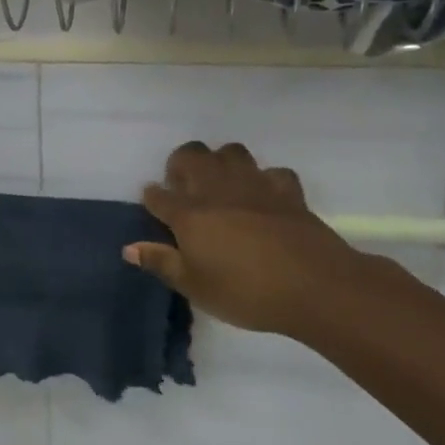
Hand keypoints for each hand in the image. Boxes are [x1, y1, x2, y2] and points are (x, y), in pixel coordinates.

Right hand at [124, 141, 402, 340]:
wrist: (316, 286)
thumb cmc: (246, 292)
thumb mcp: (195, 287)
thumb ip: (161, 263)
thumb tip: (129, 248)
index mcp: (189, 214)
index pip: (159, 196)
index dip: (152, 197)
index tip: (152, 203)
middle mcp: (217, 191)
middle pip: (192, 155)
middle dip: (181, 163)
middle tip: (184, 187)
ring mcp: (255, 186)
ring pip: (231, 152)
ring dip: (221, 161)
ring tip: (220, 184)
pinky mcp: (288, 191)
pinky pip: (272, 173)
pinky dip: (265, 180)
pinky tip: (264, 197)